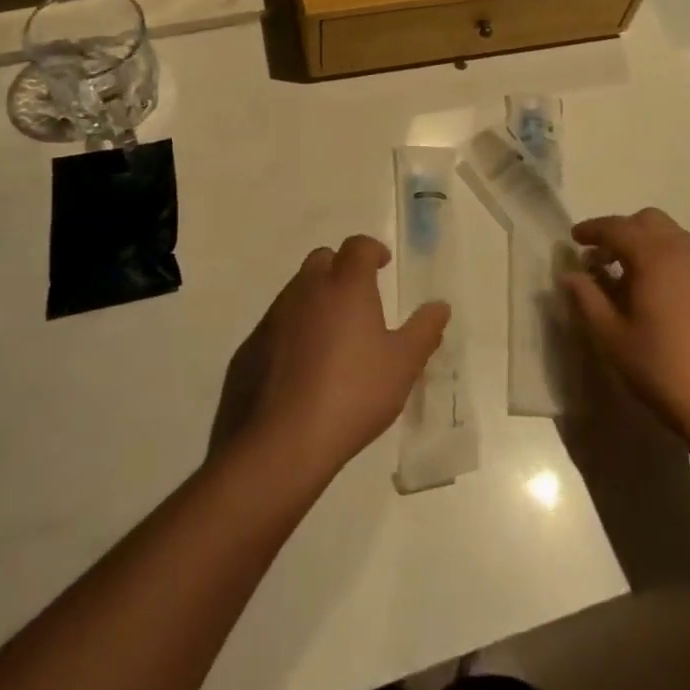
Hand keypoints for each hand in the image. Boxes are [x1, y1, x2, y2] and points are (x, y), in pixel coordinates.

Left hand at [244, 236, 449, 481]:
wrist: (279, 443)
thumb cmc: (351, 395)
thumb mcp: (402, 366)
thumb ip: (424, 331)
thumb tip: (440, 306)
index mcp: (344, 286)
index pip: (357, 247)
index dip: (372, 250)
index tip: (383, 264)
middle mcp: (305, 290)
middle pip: (323, 260)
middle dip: (341, 268)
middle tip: (359, 298)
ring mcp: (273, 317)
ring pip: (297, 291)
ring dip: (316, 299)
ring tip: (333, 335)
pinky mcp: (250, 346)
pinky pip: (277, 324)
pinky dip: (293, 330)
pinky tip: (303, 365)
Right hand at [558, 209, 689, 445]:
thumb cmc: (661, 369)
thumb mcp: (611, 336)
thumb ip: (587, 298)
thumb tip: (570, 275)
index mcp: (655, 257)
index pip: (617, 227)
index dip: (592, 230)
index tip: (575, 239)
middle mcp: (687, 253)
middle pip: (651, 221)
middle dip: (624, 231)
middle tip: (605, 259)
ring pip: (676, 238)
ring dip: (650, 246)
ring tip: (634, 280)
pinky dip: (674, 265)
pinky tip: (667, 299)